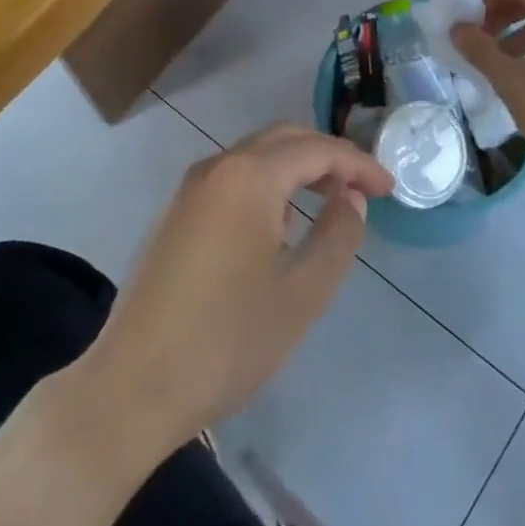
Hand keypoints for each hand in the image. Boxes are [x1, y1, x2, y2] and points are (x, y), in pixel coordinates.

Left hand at [81, 125, 393, 456]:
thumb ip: (338, 235)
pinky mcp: (176, 215)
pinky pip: (232, 180)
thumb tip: (351, 198)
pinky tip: (281, 225)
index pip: (316, 150)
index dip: (358, 164)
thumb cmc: (228, 339)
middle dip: (328, 157)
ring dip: (297, 169)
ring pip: (255, 158)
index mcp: (248, 177)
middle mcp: (216, 168)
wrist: (134, 385)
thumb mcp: (302, 292)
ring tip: (331, 202)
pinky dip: (267, 185)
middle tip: (364, 189)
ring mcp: (190, 190)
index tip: (390, 188)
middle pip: (283, 140)